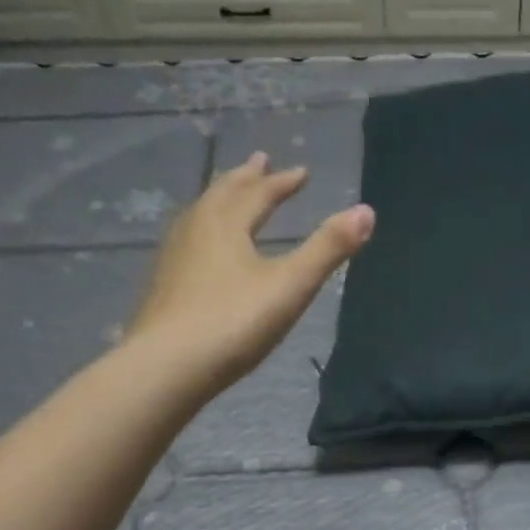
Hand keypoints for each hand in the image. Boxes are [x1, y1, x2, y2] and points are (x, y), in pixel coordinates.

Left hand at [128, 152, 373, 396]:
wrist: (167, 367)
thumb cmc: (235, 322)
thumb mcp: (291, 285)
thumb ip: (328, 248)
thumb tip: (366, 211)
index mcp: (226, 223)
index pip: (258, 193)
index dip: (283, 182)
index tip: (301, 172)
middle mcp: (195, 230)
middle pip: (223, 194)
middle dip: (246, 179)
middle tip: (259, 162)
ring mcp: (173, 258)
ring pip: (200, 215)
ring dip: (221, 200)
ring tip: (229, 196)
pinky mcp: (163, 287)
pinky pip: (188, 241)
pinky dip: (205, 230)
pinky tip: (204, 251)